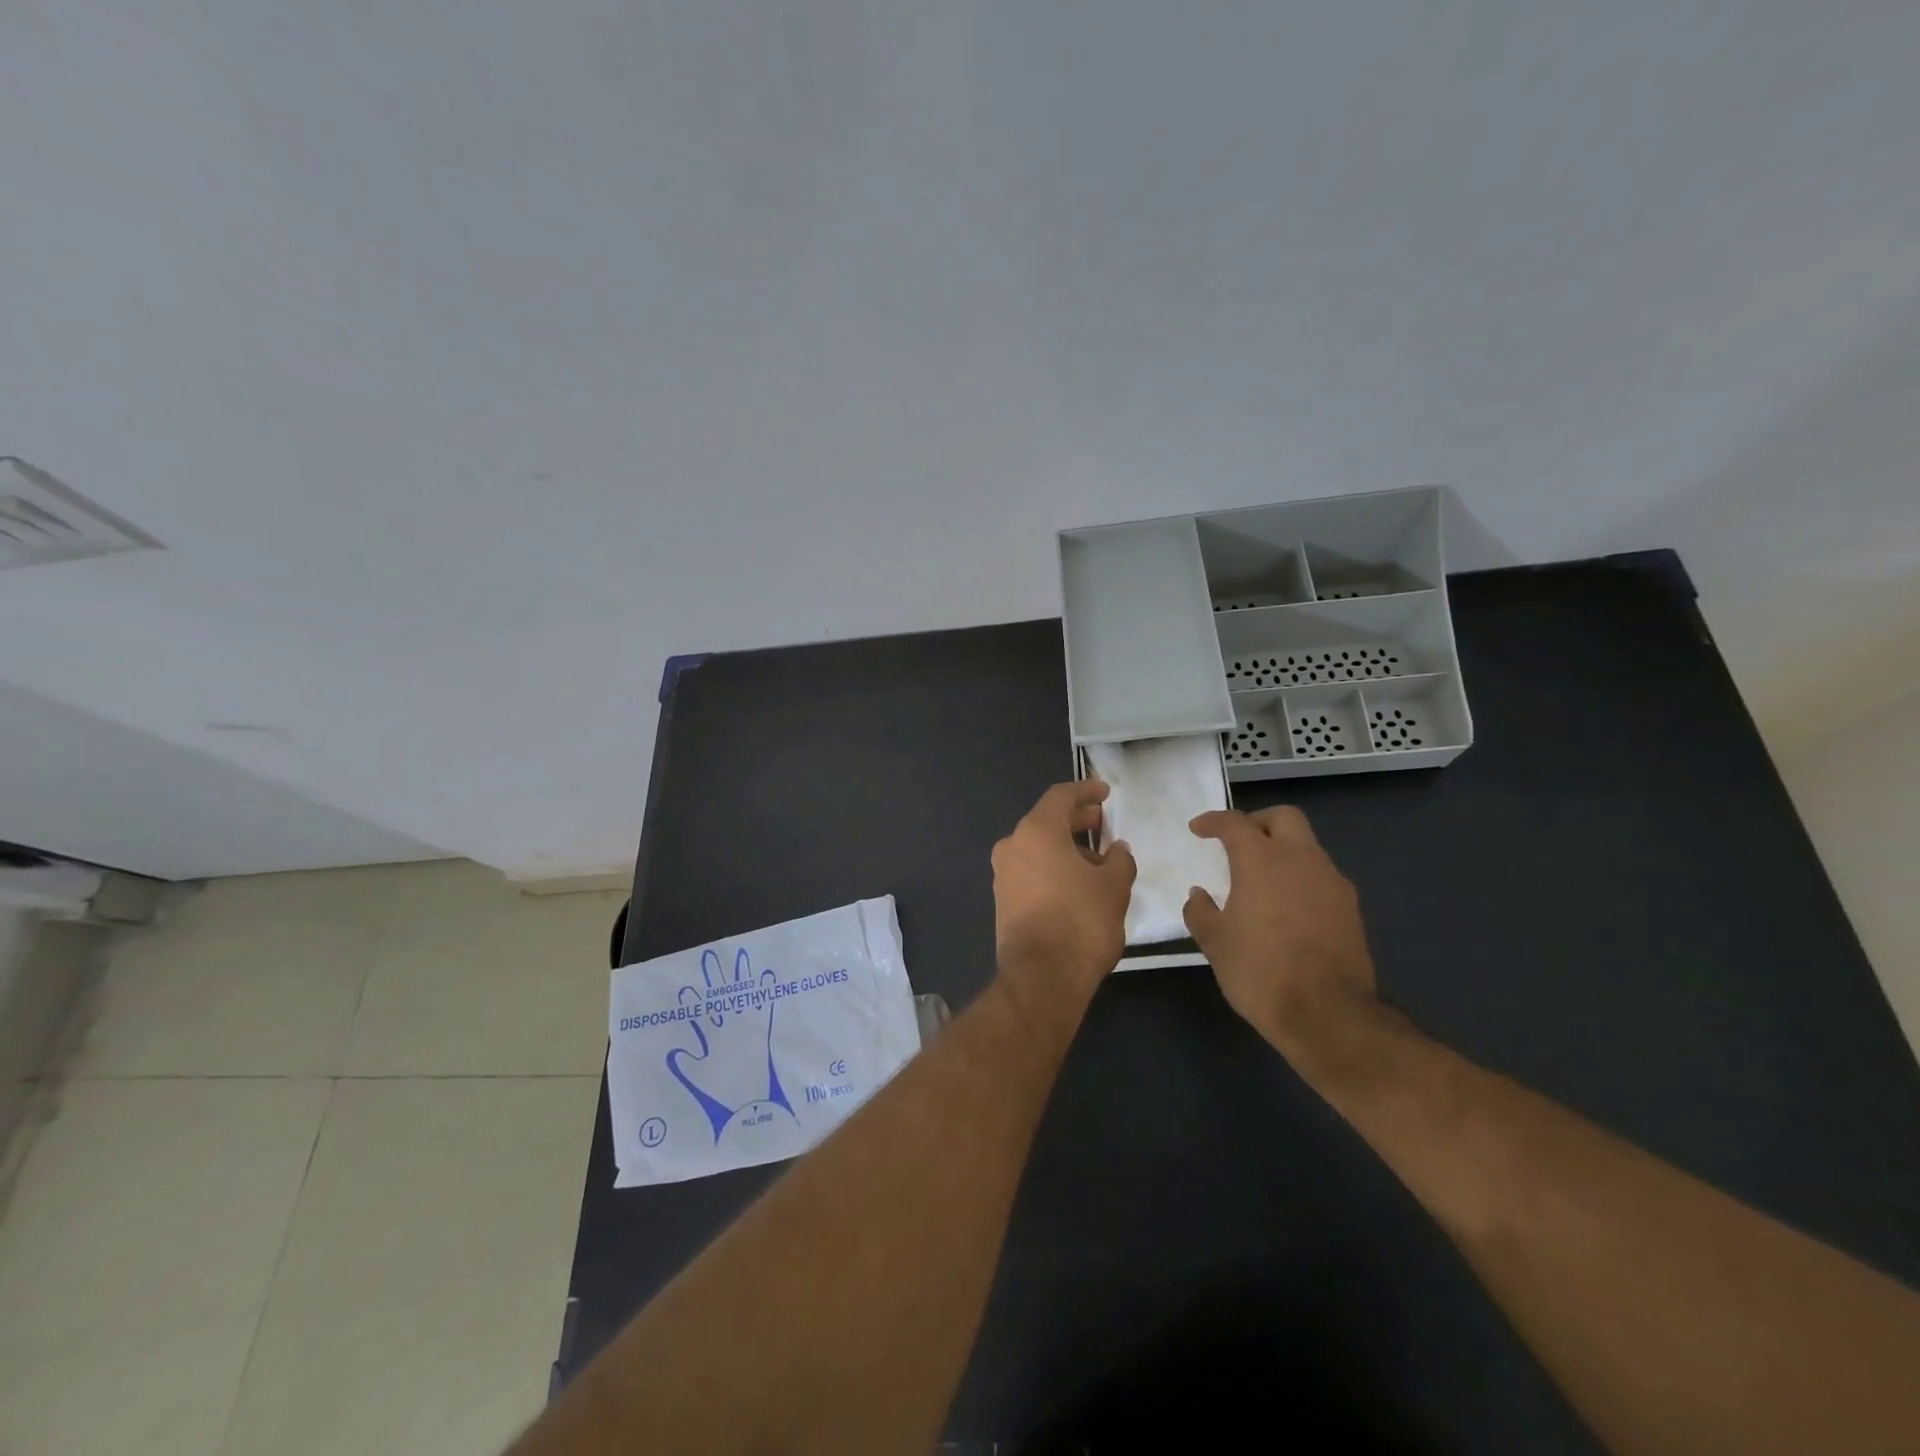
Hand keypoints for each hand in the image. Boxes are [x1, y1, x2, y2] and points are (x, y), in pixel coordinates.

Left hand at [990, 781, 1136, 997]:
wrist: (1042, 977)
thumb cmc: (1081, 921)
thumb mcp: (1114, 886)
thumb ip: (1119, 859)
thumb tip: (1116, 849)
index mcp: (1036, 831)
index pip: (1060, 796)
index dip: (1086, 791)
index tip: (1106, 793)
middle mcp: (1012, 846)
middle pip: (1047, 821)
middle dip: (1077, 820)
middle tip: (1104, 824)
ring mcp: (1003, 874)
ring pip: (1038, 847)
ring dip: (1067, 847)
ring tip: (1099, 860)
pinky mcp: (1003, 900)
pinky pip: (1031, 870)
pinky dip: (1054, 867)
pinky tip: (1079, 883)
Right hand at [1182, 806, 1376, 1052]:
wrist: (1327, 1014)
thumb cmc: (1260, 972)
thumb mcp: (1215, 943)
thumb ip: (1201, 912)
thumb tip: (1198, 895)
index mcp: (1262, 861)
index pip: (1235, 823)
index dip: (1213, 821)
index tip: (1198, 829)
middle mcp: (1301, 860)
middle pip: (1283, 818)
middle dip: (1258, 822)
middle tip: (1238, 842)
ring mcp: (1332, 882)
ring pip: (1307, 847)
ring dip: (1283, 851)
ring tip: (1262, 879)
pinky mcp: (1351, 909)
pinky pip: (1321, 877)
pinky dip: (1301, 878)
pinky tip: (1288, 907)